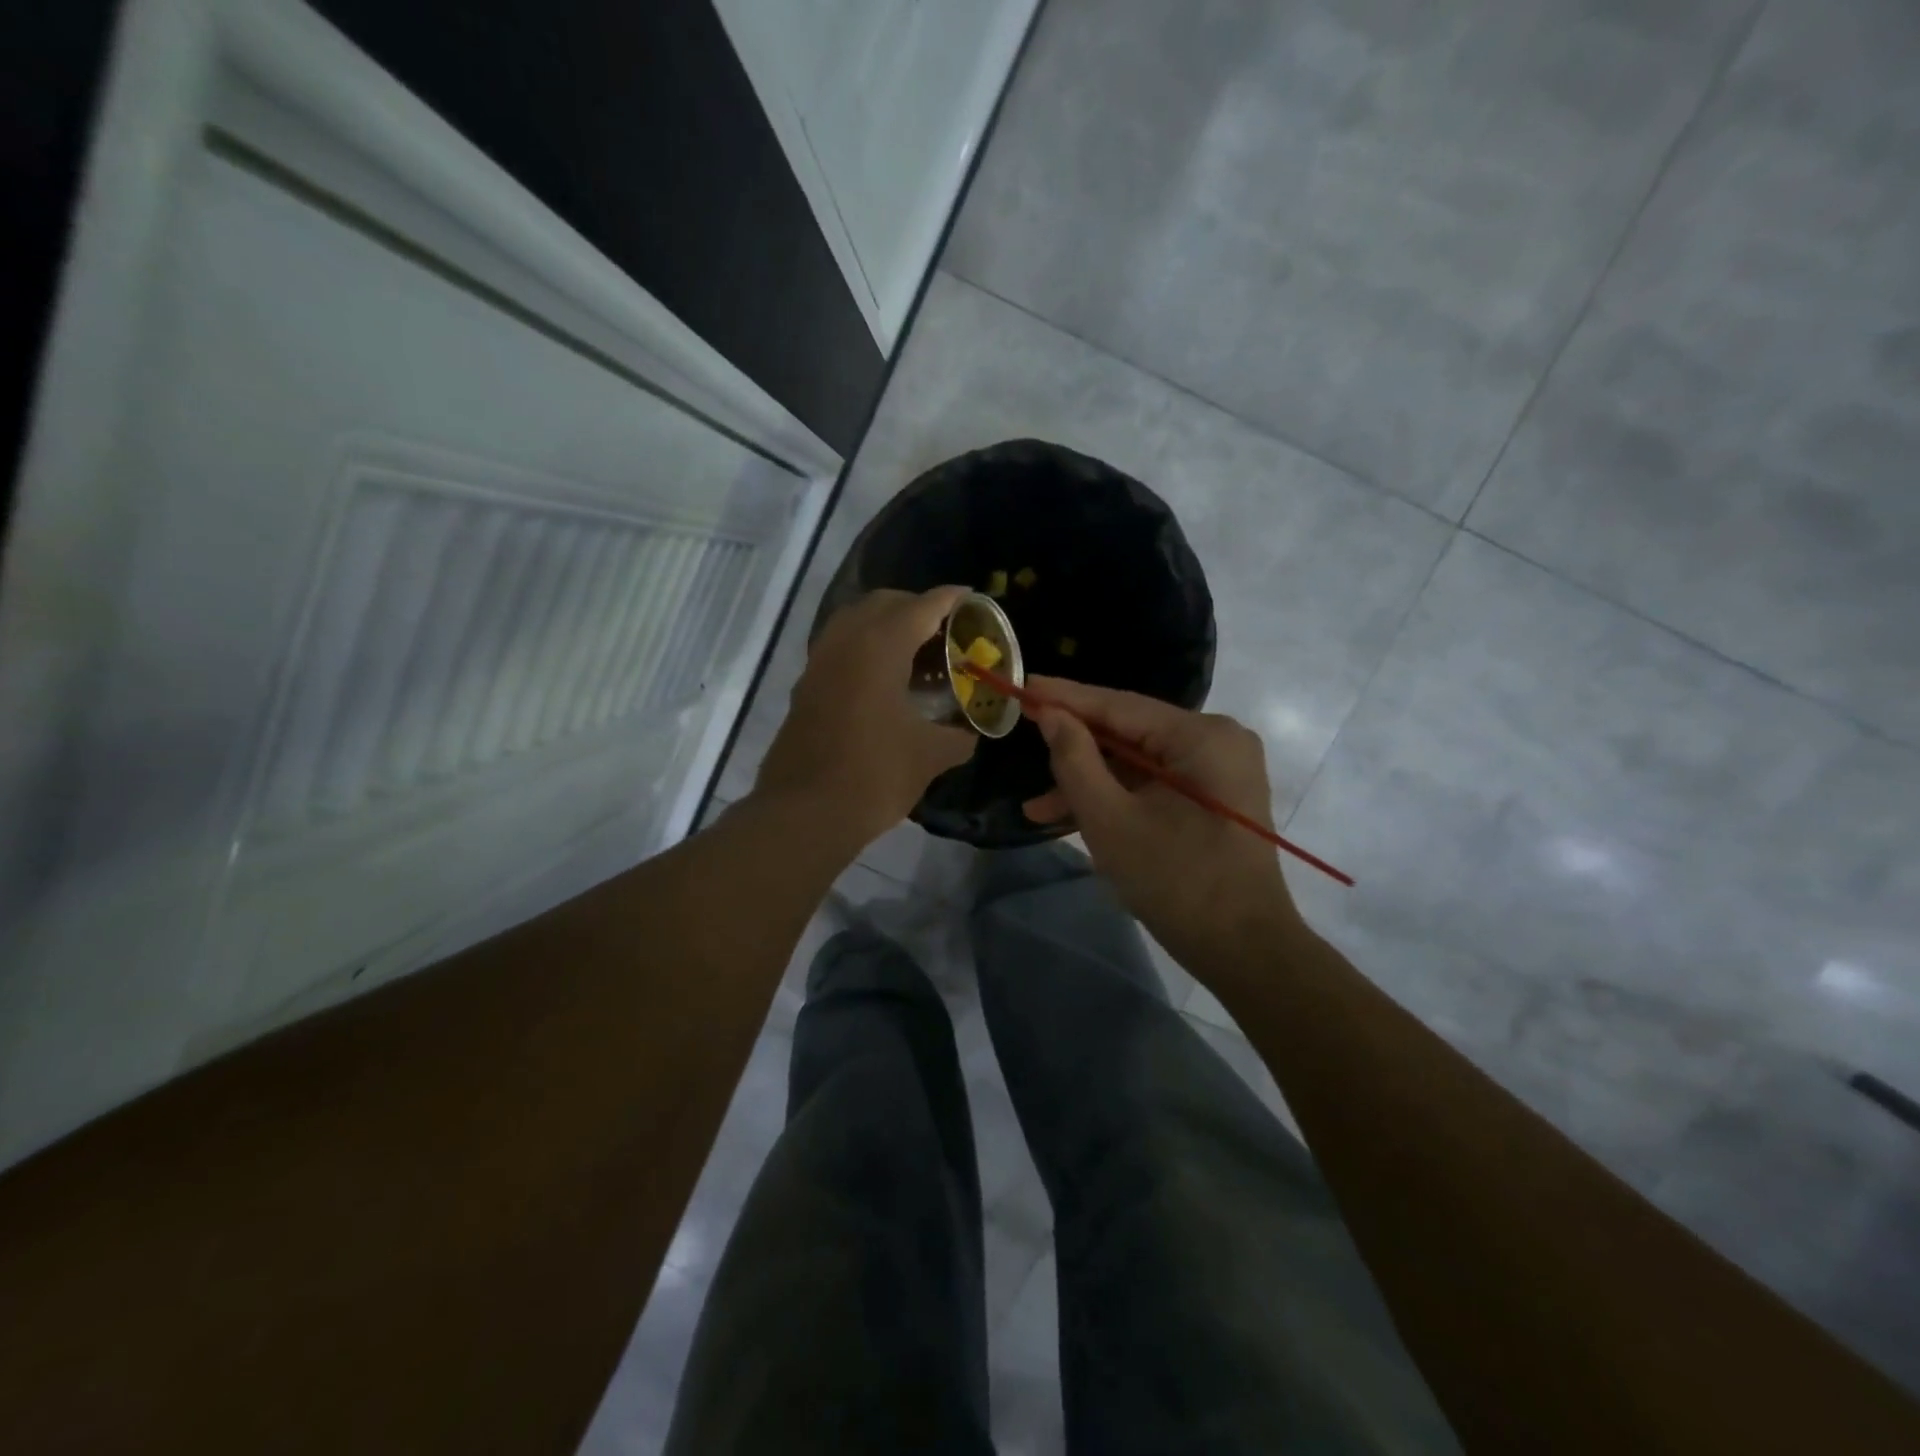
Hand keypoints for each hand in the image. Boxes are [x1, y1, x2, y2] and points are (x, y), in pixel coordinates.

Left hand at [755, 587, 977, 849]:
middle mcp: (845, 642)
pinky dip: (865, 647)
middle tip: (946, 630)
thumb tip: (971, 732)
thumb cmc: (874, 776)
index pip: (921, 607)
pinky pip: (839, 647)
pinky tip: (884, 679)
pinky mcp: (805, 687)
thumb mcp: (930, 756)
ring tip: (916, 652)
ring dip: (886, 624)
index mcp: (879, 647)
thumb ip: (959, 736)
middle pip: (884, 603)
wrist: (805, 813)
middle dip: (917, 607)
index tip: (973, 599)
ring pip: (854, 621)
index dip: (951, 599)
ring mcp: (819, 663)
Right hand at [1022, 677, 1299, 968]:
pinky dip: (1119, 799)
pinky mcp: (1214, 797)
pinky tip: (1073, 817)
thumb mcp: (1110, 820)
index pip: (1119, 704)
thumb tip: (1050, 714)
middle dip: (1074, 749)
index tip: (1020, 685)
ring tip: (1037, 808)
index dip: (1065, 697)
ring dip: (1091, 784)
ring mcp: (1219, 770)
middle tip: (1021, 739)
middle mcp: (1217, 740)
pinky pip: (1155, 785)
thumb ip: (1075, 760)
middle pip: (1129, 733)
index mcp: (1202, 736)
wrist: (1245, 951)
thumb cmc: (1177, 883)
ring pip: (1139, 764)